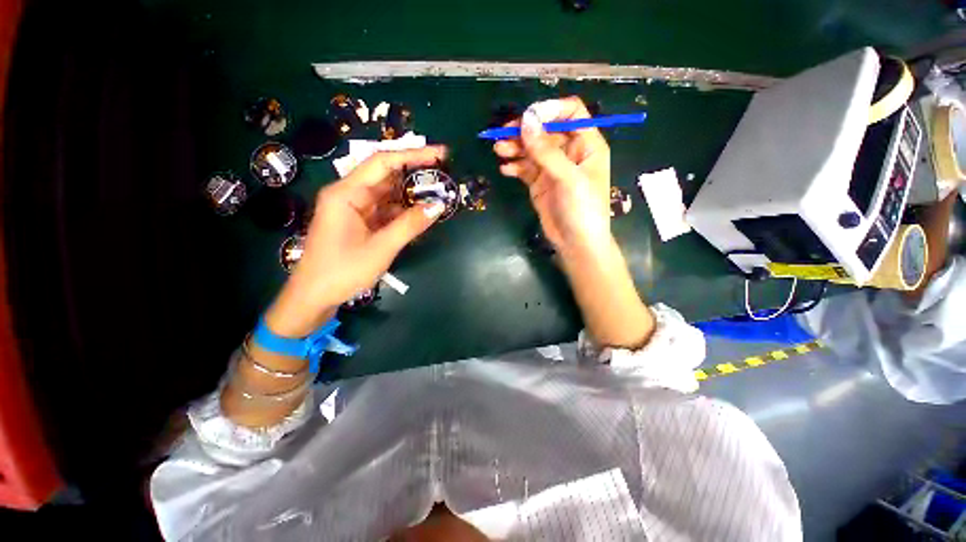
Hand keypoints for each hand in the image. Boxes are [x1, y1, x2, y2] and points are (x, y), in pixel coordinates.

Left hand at [266, 146, 447, 336]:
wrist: (314, 297)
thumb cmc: (343, 271)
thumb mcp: (381, 248)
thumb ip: (410, 225)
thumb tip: (438, 206)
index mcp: (346, 193)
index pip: (383, 163)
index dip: (413, 155)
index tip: (440, 154)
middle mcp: (349, 195)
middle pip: (386, 175)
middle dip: (415, 173)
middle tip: (444, 173)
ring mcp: (355, 209)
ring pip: (388, 193)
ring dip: (412, 193)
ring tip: (439, 191)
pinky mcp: (360, 222)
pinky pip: (386, 210)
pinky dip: (404, 211)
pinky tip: (422, 212)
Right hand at [494, 98, 653, 348]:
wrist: (576, 243)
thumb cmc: (582, 210)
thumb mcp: (568, 179)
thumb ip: (546, 151)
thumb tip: (525, 121)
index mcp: (587, 144)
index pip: (570, 113)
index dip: (549, 110)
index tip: (527, 118)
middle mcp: (570, 152)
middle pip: (545, 131)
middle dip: (525, 131)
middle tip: (503, 135)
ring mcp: (553, 168)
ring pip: (532, 149)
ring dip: (515, 148)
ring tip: (499, 151)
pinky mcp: (540, 183)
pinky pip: (525, 168)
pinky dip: (515, 166)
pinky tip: (505, 169)